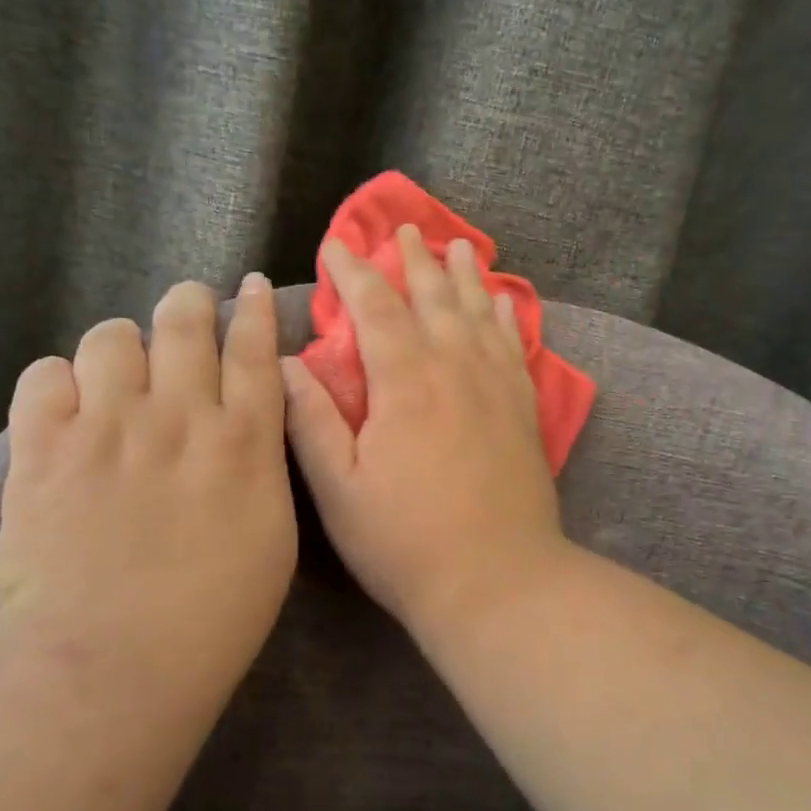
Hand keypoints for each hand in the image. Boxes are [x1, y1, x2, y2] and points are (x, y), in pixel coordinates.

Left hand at [0, 275, 295, 667]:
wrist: (114, 659)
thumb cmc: (214, 615)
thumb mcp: (271, 537)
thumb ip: (260, 469)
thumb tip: (244, 427)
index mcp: (243, 441)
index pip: (255, 350)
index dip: (253, 309)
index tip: (247, 286)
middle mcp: (180, 415)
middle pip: (185, 322)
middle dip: (189, 303)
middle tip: (186, 310)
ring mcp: (108, 426)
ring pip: (111, 337)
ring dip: (121, 346)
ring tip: (118, 373)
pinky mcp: (44, 448)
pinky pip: (44, 376)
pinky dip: (58, 383)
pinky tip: (66, 408)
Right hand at [281, 225, 569, 636]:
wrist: (498, 581)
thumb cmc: (405, 542)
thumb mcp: (339, 490)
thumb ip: (311, 421)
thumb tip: (286, 363)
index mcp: (405, 382)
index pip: (375, 308)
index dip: (353, 273)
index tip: (337, 244)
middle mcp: (455, 368)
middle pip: (433, 298)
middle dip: (413, 260)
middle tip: (404, 229)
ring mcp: (496, 387)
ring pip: (479, 313)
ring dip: (465, 276)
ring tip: (458, 245)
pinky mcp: (524, 411)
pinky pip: (515, 347)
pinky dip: (507, 318)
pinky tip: (506, 303)